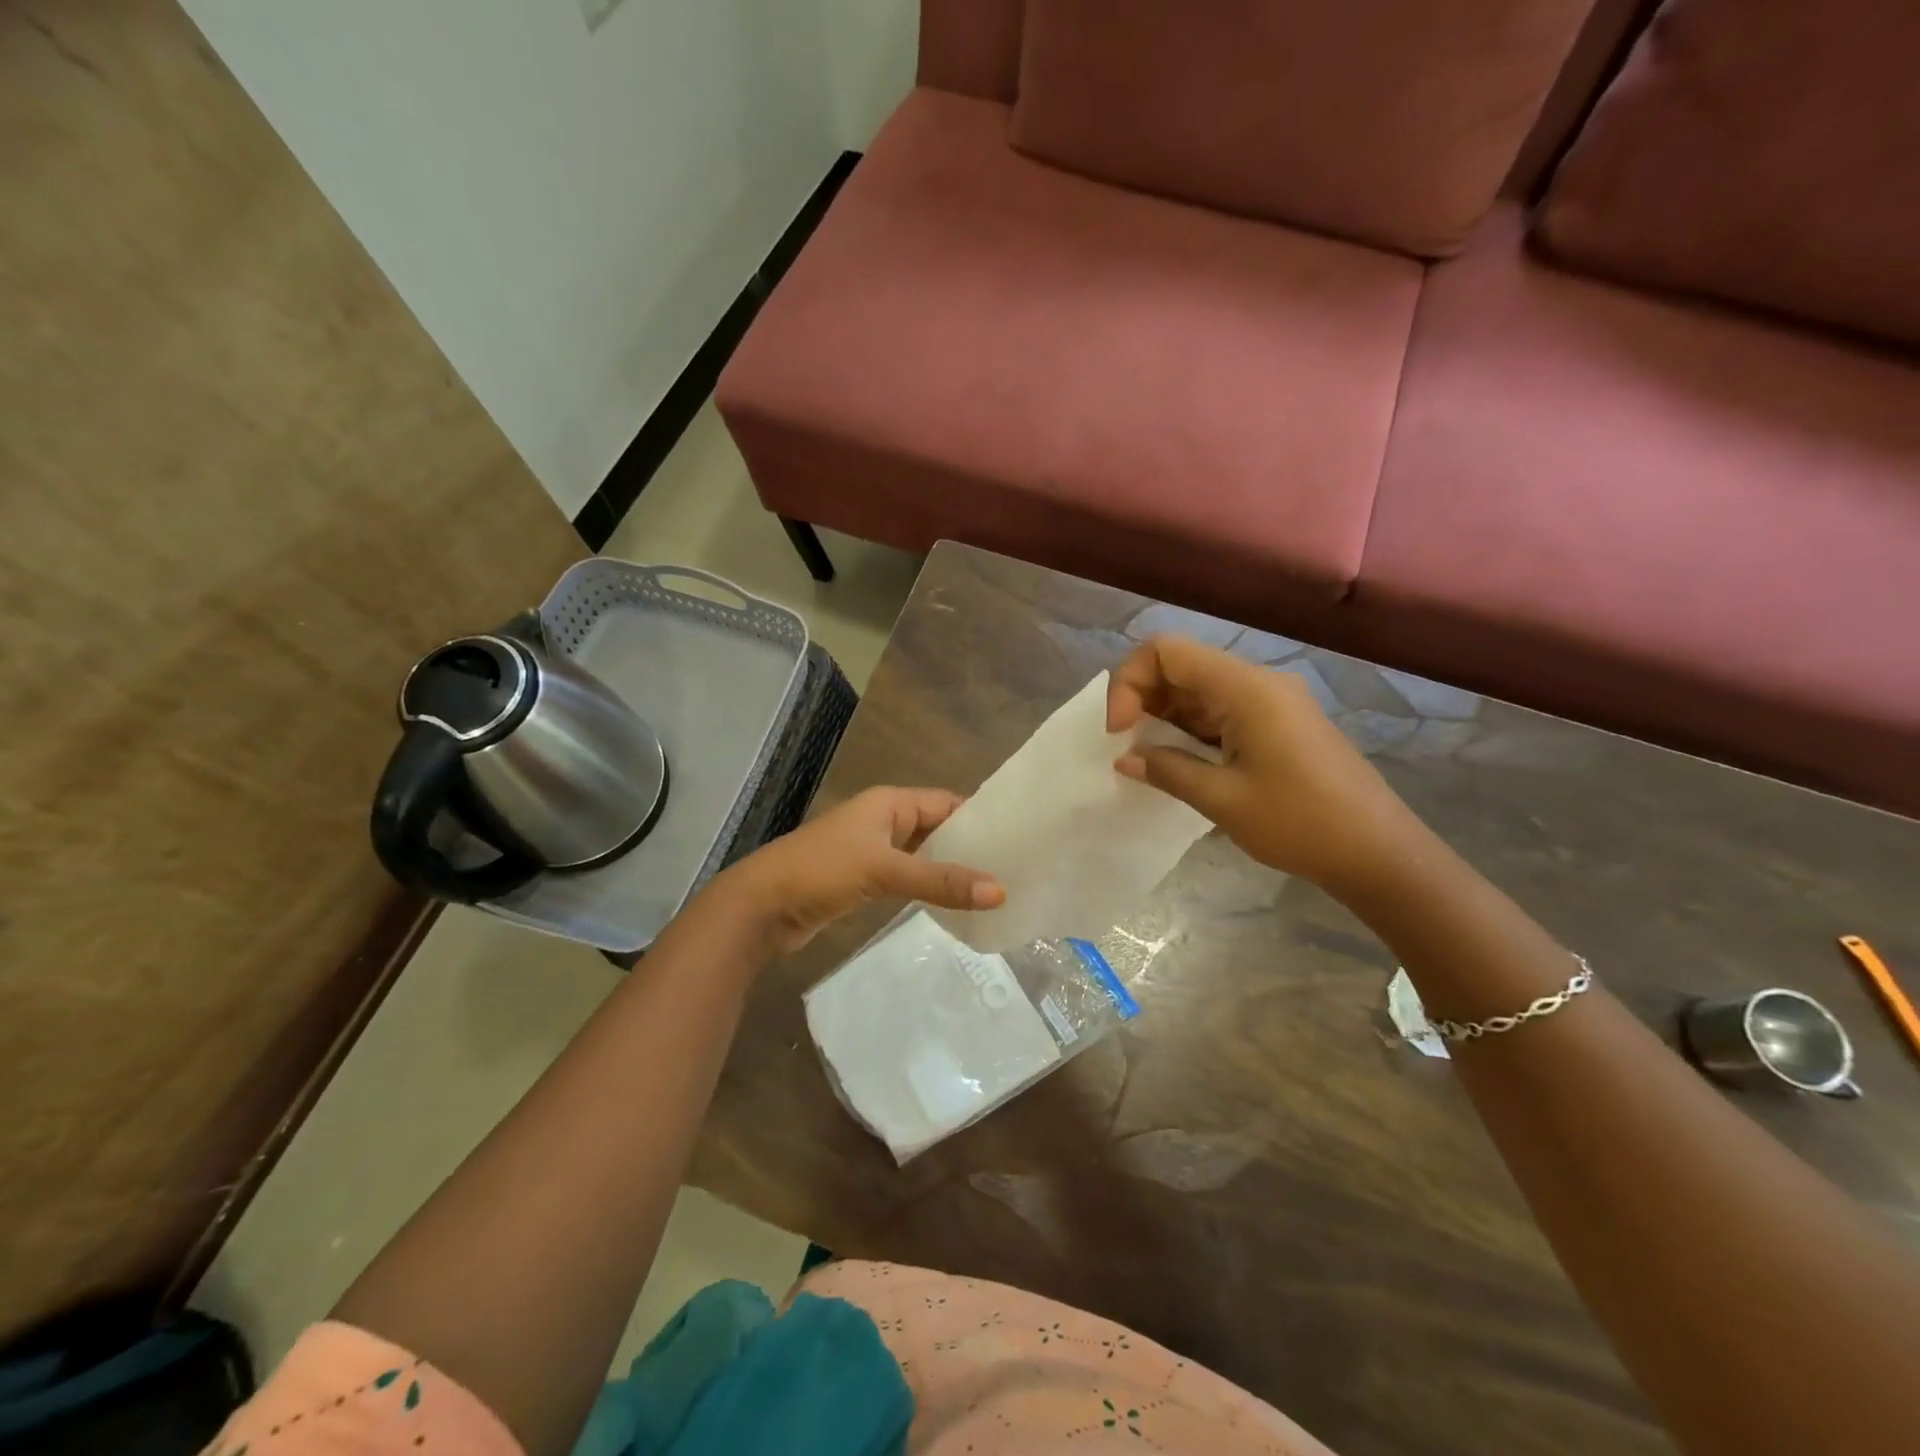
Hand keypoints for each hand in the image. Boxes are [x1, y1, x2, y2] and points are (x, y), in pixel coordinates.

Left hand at [712, 787, 1005, 953]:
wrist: (760, 907)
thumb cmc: (822, 871)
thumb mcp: (884, 871)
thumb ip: (940, 881)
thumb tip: (1000, 892)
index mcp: (889, 803)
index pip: (947, 803)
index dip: (980, 818)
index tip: (1019, 838)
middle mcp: (884, 820)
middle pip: (937, 828)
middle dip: (970, 847)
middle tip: (1015, 869)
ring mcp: (872, 851)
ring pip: (923, 855)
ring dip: (951, 869)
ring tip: (994, 889)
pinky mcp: (864, 880)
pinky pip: (908, 877)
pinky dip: (929, 887)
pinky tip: (954, 905)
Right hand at [1107, 635, 1428, 895]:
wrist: (1378, 853)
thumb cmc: (1300, 823)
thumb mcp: (1222, 799)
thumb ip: (1167, 770)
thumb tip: (1124, 759)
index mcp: (1246, 688)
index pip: (1167, 652)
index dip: (1130, 681)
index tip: (1119, 731)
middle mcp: (1257, 683)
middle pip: (1181, 666)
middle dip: (1142, 699)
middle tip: (1126, 746)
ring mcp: (1270, 703)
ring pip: (1198, 690)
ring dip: (1164, 716)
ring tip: (1145, 757)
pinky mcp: (1277, 724)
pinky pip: (1220, 711)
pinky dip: (1189, 730)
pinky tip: (1176, 761)